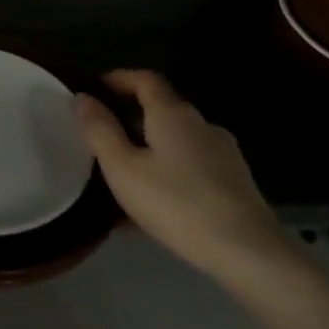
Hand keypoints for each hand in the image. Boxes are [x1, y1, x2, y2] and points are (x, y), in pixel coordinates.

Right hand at [73, 70, 286, 277]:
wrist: (246, 250)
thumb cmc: (176, 203)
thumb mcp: (123, 169)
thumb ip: (100, 131)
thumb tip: (82, 97)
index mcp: (173, 114)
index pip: (146, 80)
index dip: (120, 78)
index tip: (97, 87)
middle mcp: (201, 125)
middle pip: (161, 111)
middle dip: (130, 120)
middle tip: (102, 139)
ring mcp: (222, 153)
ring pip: (175, 144)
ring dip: (148, 152)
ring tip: (122, 179)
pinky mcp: (234, 182)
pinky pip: (189, 169)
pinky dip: (166, 176)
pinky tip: (151, 210)